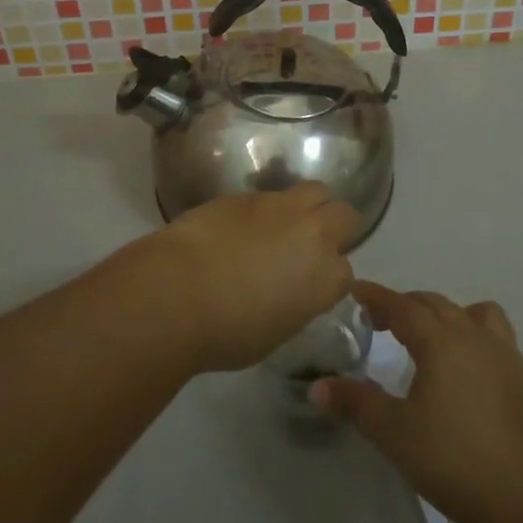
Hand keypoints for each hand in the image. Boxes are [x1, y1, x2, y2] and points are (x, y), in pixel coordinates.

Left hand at [137, 184, 358, 373]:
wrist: (177, 291)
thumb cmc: (226, 332)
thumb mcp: (275, 332)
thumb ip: (295, 304)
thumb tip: (288, 291)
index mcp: (325, 277)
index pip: (345, 272)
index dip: (328, 278)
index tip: (311, 286)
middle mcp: (312, 233)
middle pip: (344, 214)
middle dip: (334, 227)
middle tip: (309, 246)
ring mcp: (279, 207)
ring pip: (314, 190)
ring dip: (306, 207)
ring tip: (283, 226)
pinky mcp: (246, 193)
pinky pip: (269, 195)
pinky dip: (264, 210)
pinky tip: (242, 228)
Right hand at [311, 281, 522, 522]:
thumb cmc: (453, 459)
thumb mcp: (394, 433)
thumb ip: (355, 403)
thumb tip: (317, 387)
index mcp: (439, 339)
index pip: (402, 305)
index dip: (376, 297)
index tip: (355, 291)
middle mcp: (470, 334)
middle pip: (433, 303)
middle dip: (403, 305)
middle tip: (378, 321)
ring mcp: (500, 353)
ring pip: (467, 312)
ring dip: (441, 313)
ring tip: (425, 335)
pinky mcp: (518, 376)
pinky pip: (492, 333)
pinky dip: (471, 331)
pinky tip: (463, 361)